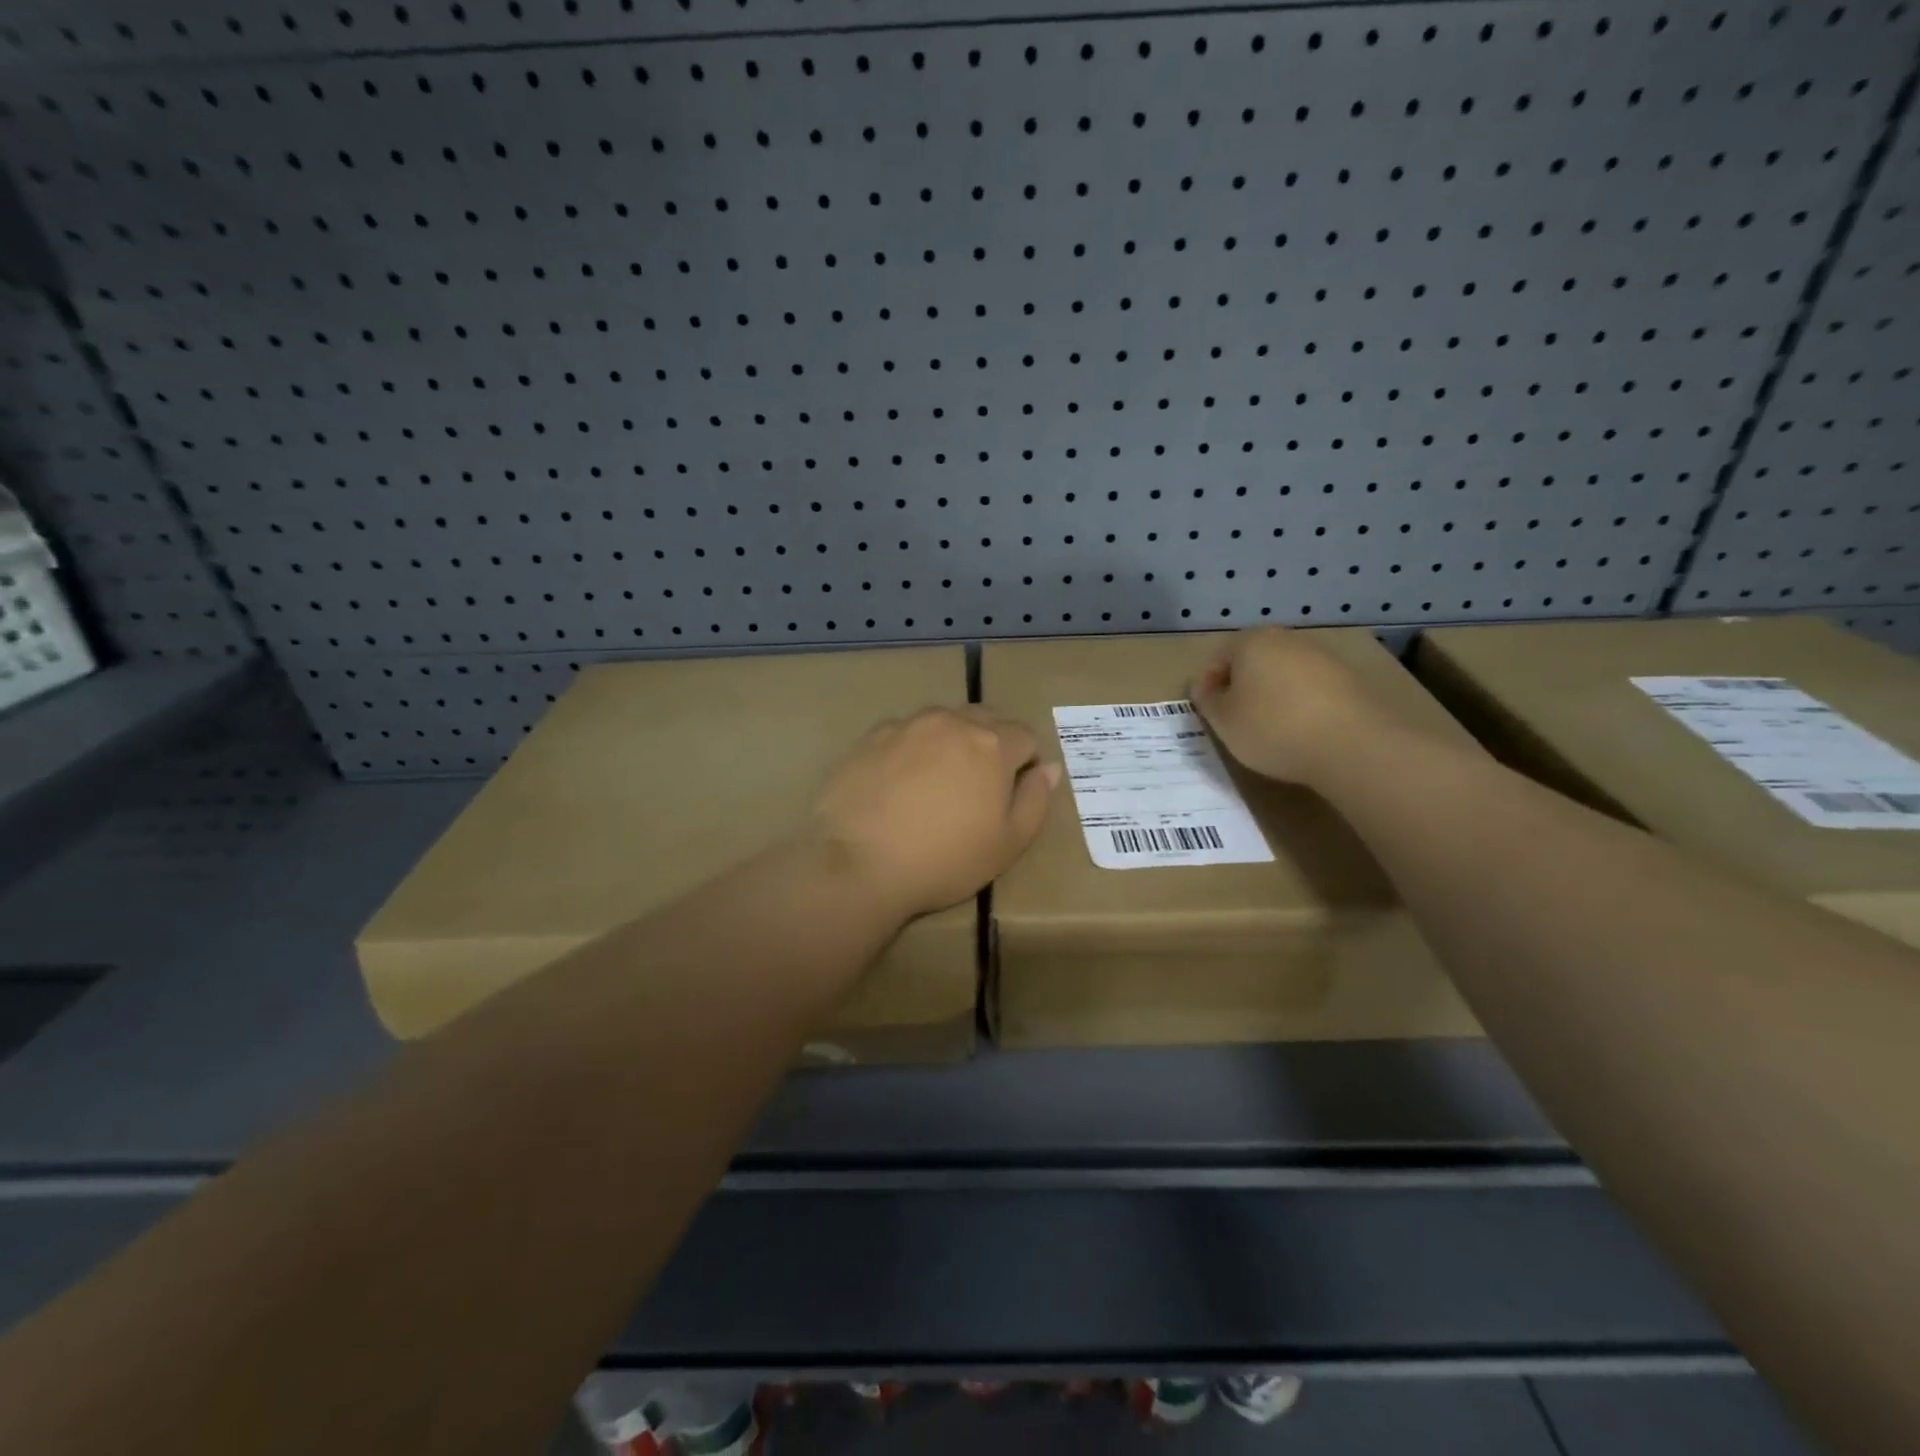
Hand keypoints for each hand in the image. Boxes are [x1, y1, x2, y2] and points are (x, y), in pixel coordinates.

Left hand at [808, 707, 1061, 918]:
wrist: (857, 863)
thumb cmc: (943, 860)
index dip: (1025, 762)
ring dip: (950, 741)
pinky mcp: (870, 737)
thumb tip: (1049, 768)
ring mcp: (906, 725)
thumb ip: (1035, 801)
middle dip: (991, 743)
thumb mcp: (1008, 844)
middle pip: (985, 718)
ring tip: (935, 783)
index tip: (1010, 794)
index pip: (1026, 735)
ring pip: (942, 721)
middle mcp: (951, 721)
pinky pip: (904, 732)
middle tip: (977, 786)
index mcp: (992, 744)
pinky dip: (911, 749)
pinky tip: (897, 784)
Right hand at [1190, 627, 1386, 784]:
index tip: (1208, 712)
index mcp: (1252, 642)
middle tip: (1235, 719)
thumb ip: (1207, 701)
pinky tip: (1300, 731)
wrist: (1351, 744)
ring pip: (1283, 674)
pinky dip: (1300, 705)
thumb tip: (1204, 688)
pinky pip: (1311, 689)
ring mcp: (1322, 657)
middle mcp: (1288, 640)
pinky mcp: (1349, 680)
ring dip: (1272, 695)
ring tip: (1269, 729)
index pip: (1218, 657)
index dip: (1207, 685)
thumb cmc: (1272, 728)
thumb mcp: (1224, 721)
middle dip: (1241, 686)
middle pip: (1253, 661)